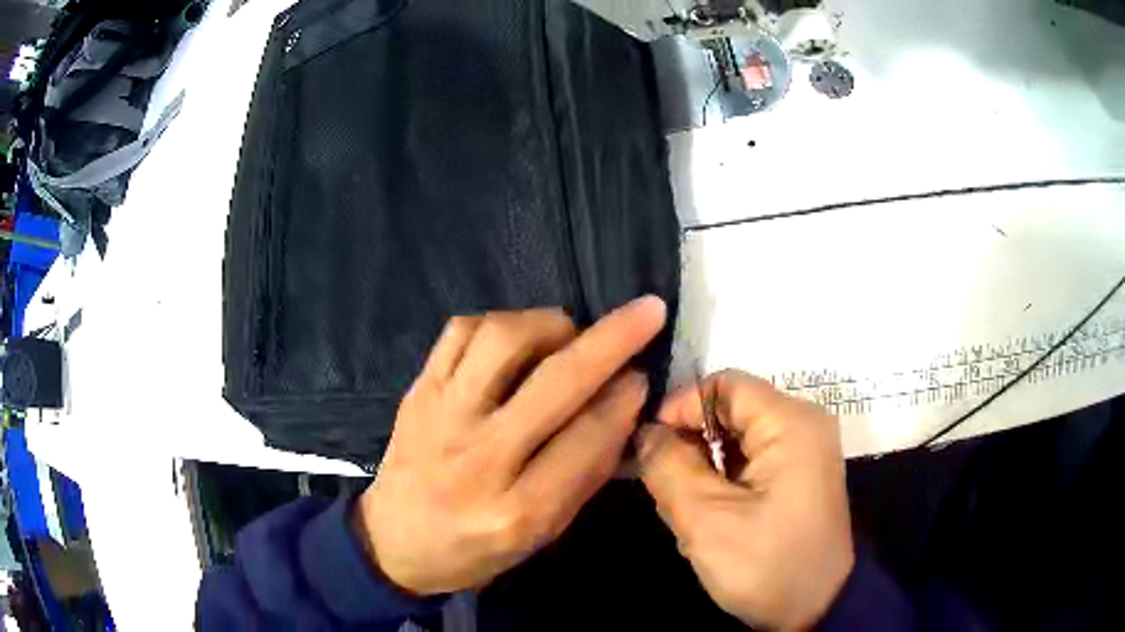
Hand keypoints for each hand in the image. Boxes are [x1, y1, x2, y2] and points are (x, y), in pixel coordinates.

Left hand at [352, 297, 665, 595]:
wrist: (393, 542)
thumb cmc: (475, 549)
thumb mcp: (541, 534)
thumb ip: (586, 472)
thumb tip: (624, 404)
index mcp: (517, 511)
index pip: (587, 439)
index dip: (625, 399)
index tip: (643, 376)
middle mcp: (478, 458)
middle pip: (555, 382)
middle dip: (613, 339)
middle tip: (645, 312)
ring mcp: (441, 416)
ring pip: (503, 340)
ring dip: (550, 324)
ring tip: (567, 336)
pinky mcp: (418, 391)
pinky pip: (460, 331)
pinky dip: (498, 323)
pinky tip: (514, 342)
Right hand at [637, 371, 853, 630]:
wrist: (818, 608)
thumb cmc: (766, 565)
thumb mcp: (707, 521)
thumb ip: (668, 468)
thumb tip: (645, 432)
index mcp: (790, 423)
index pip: (723, 385)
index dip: (681, 408)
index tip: (648, 448)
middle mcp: (802, 424)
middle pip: (729, 413)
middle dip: (691, 448)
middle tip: (665, 491)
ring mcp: (804, 450)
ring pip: (736, 440)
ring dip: (704, 471)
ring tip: (687, 513)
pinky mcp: (799, 474)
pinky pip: (750, 462)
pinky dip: (723, 483)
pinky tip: (710, 518)